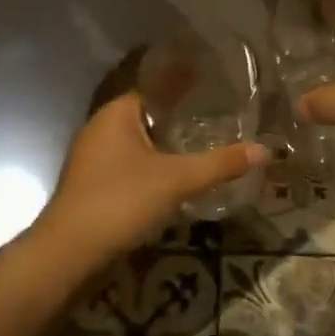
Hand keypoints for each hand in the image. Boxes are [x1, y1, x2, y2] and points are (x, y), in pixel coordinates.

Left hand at [33, 93, 266, 268]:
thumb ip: (220, 164)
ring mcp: (94, 159)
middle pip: (148, 114)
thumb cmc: (120, 201)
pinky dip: (155, 165)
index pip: (155, 86)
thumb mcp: (177, 180)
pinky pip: (132, 164)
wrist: (69, 254)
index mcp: (117, 113)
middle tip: (220, 114)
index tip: (215, 81)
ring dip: (168, 142)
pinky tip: (178, 176)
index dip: (184, 83)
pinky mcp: (95, 186)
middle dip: (181, 114)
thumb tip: (265, 150)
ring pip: (139, 142)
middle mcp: (102, 128)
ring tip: (206, 142)